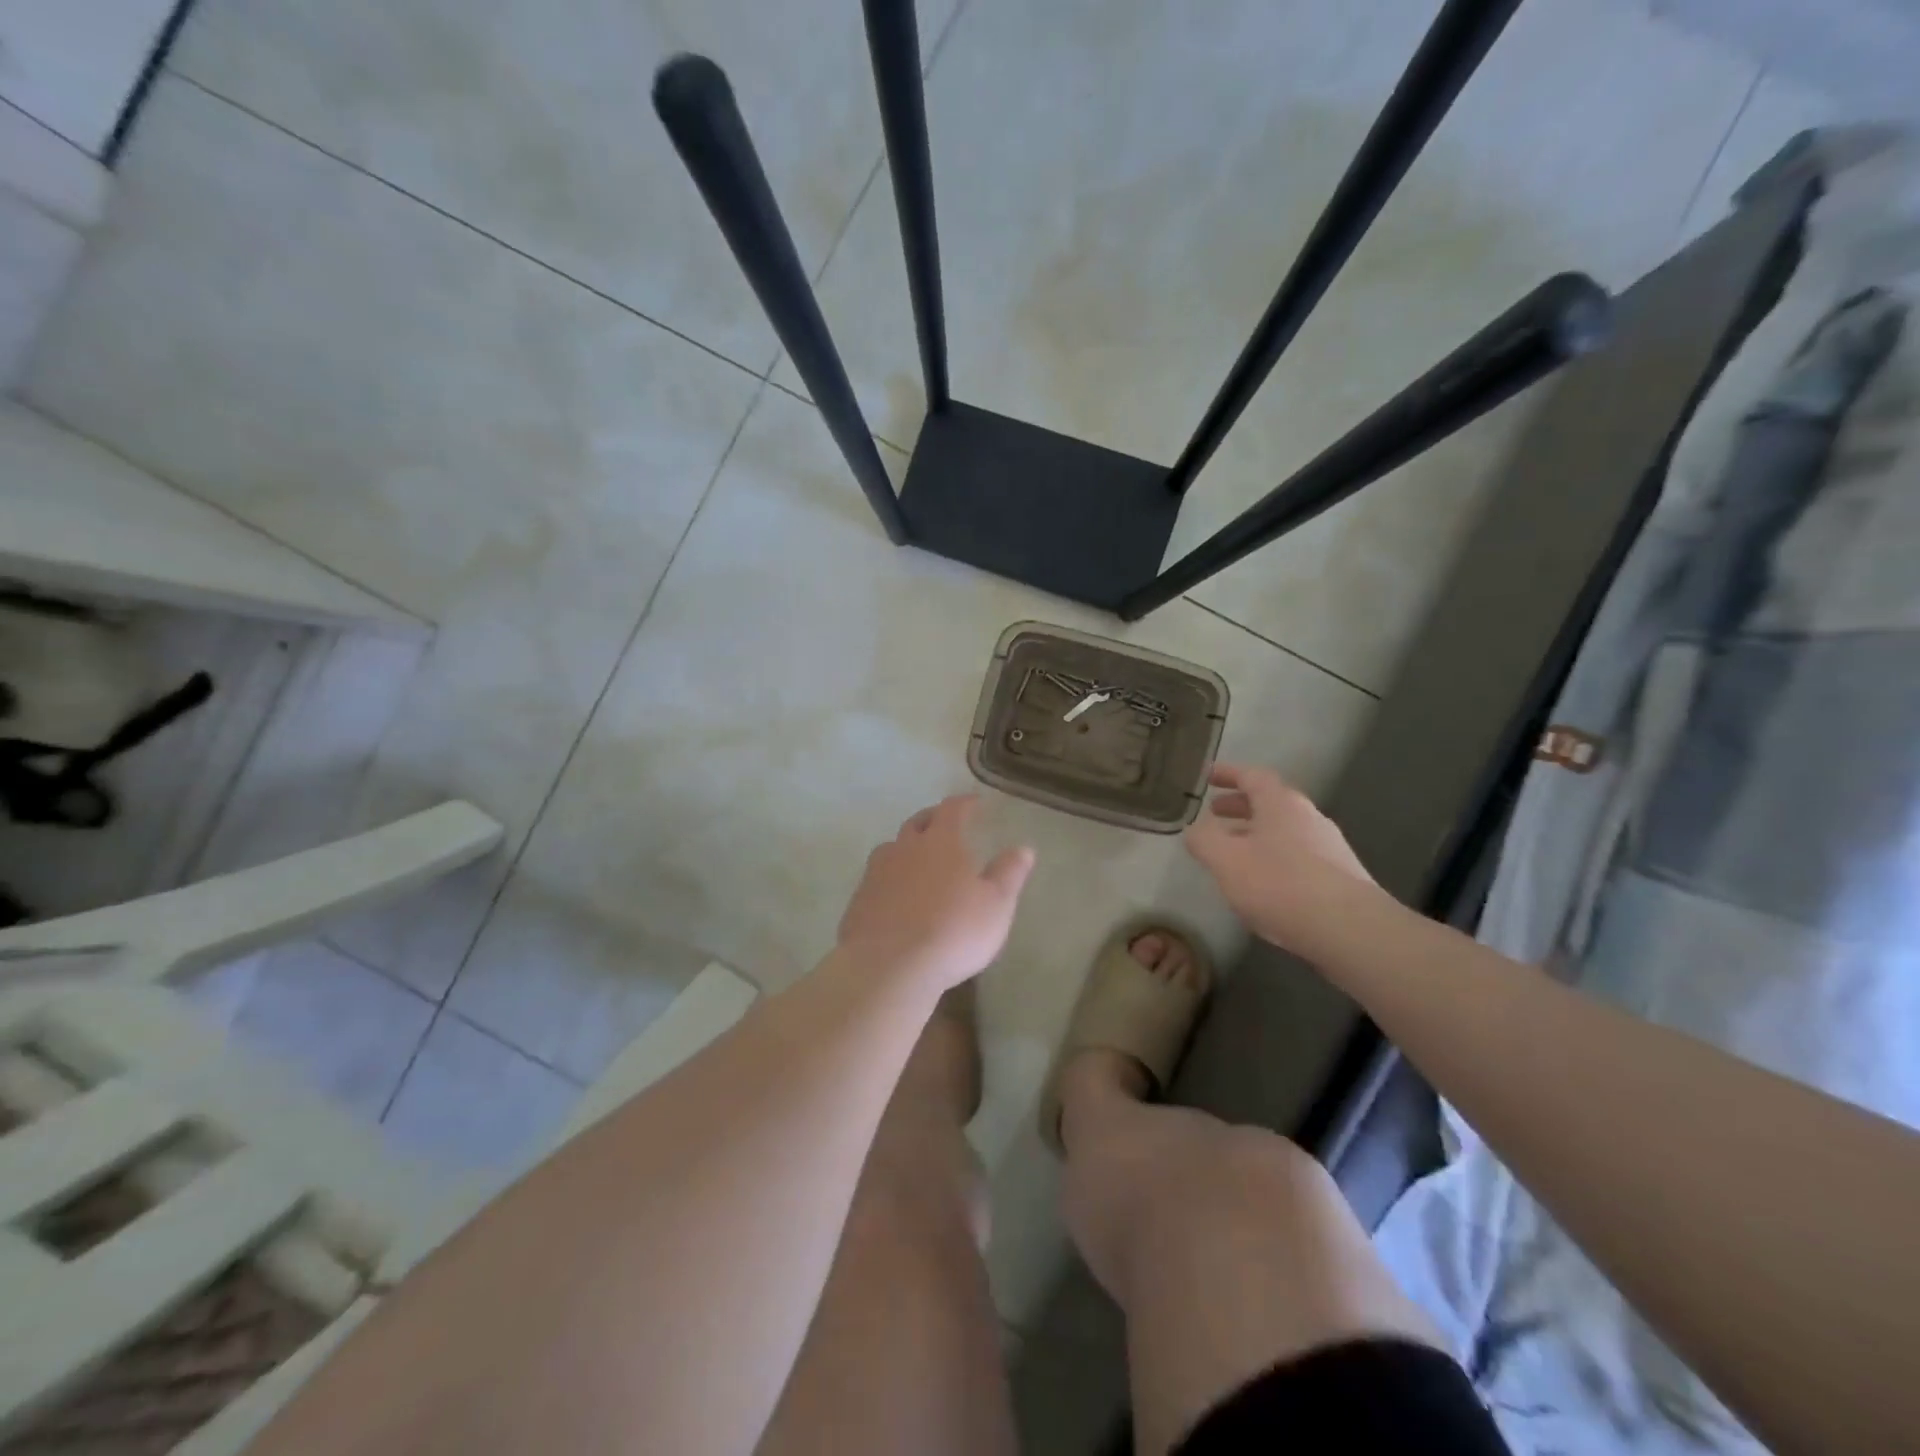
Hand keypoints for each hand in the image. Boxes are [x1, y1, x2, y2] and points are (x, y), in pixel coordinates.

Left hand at [836, 796, 1035, 990]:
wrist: (889, 967)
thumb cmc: (953, 931)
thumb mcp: (996, 905)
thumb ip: (1009, 874)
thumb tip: (1023, 848)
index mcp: (941, 842)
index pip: (952, 809)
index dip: (964, 803)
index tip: (974, 802)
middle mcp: (905, 848)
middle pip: (917, 823)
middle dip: (932, 819)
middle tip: (944, 825)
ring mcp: (876, 873)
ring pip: (891, 849)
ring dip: (905, 848)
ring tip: (917, 860)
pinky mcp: (858, 901)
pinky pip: (875, 879)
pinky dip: (889, 879)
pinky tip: (896, 897)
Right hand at [1185, 763, 1378, 956]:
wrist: (1351, 930)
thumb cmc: (1281, 885)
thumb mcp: (1226, 861)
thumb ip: (1204, 840)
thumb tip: (1196, 829)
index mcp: (1281, 804)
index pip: (1252, 776)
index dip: (1228, 774)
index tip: (1208, 776)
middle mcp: (1308, 817)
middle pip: (1270, 803)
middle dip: (1240, 806)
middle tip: (1215, 813)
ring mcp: (1329, 847)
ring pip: (1284, 831)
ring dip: (1256, 834)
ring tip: (1234, 853)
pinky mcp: (1340, 877)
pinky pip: (1298, 856)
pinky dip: (1274, 858)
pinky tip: (1264, 884)